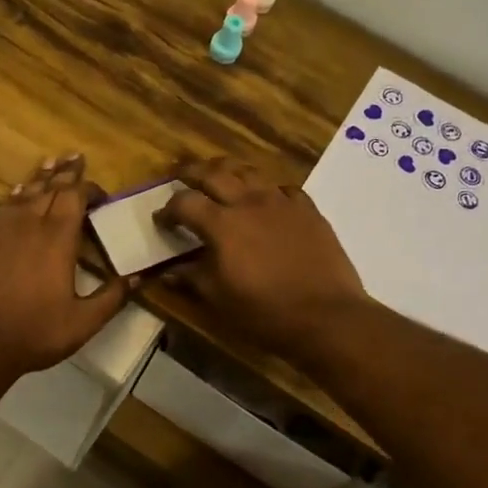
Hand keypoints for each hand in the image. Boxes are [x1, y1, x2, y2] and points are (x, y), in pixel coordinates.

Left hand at [0, 154, 131, 383]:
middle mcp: (28, 226)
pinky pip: (0, 211)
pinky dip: (13, 199)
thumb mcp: (83, 322)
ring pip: (21, 195)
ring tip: (48, 165)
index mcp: (57, 239)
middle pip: (49, 189)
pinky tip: (15, 199)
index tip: (99, 192)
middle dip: (64, 173)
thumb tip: (138, 277)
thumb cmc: (34, 333)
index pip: (74, 197)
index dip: (87, 188)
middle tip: (74, 157)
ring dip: (38, 179)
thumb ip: (112, 297)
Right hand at [156, 156, 367, 356]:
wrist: (326, 316)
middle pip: (214, 173)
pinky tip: (266, 202)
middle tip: (180, 176)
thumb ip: (191, 278)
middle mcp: (249, 202)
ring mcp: (282, 202)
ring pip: (249, 172)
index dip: (168, 209)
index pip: (184, 202)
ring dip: (228, 172)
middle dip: (191, 172)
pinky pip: (283, 189)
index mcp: (221, 224)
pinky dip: (266, 190)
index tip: (161, 220)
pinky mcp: (308, 210)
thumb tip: (167, 271)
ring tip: (220, 178)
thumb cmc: (264, 312)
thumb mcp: (218, 299)